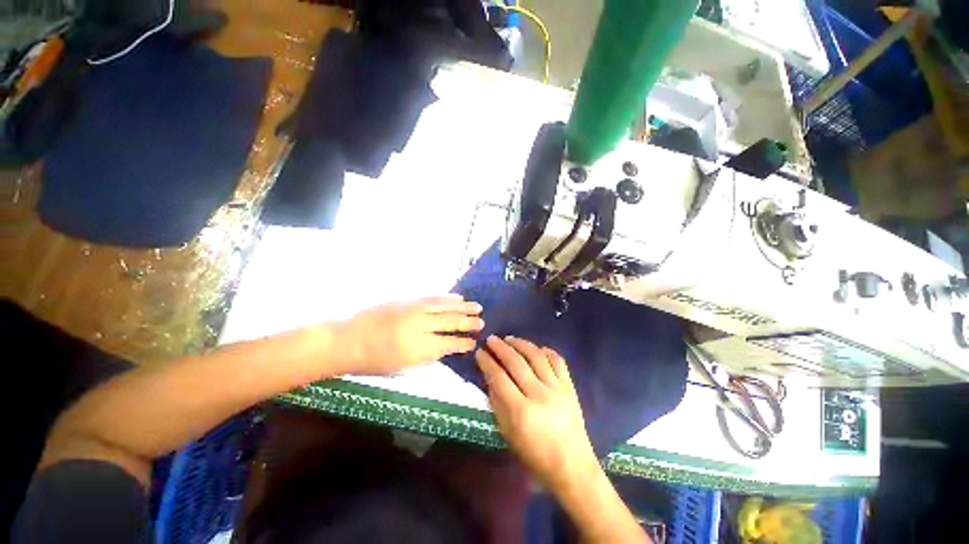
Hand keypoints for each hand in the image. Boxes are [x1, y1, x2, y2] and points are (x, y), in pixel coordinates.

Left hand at [337, 294, 483, 374]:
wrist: (345, 340)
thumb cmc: (372, 361)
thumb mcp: (401, 368)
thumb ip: (426, 358)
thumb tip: (445, 349)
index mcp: (417, 348)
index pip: (447, 344)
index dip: (462, 343)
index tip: (474, 343)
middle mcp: (418, 326)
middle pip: (449, 322)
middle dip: (467, 323)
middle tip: (482, 322)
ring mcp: (413, 309)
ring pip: (444, 306)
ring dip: (462, 307)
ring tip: (476, 307)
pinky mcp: (407, 300)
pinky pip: (432, 297)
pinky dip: (447, 298)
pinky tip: (456, 298)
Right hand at [475, 336, 598, 492]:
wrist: (572, 466)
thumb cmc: (535, 455)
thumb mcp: (508, 434)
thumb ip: (498, 404)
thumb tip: (490, 379)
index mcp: (521, 411)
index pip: (499, 377)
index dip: (487, 362)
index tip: (479, 352)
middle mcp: (539, 394)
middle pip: (516, 362)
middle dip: (501, 348)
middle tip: (491, 339)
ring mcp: (557, 388)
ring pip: (536, 356)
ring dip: (521, 344)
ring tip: (510, 338)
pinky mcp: (569, 386)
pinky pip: (558, 361)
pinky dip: (546, 351)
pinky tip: (536, 348)